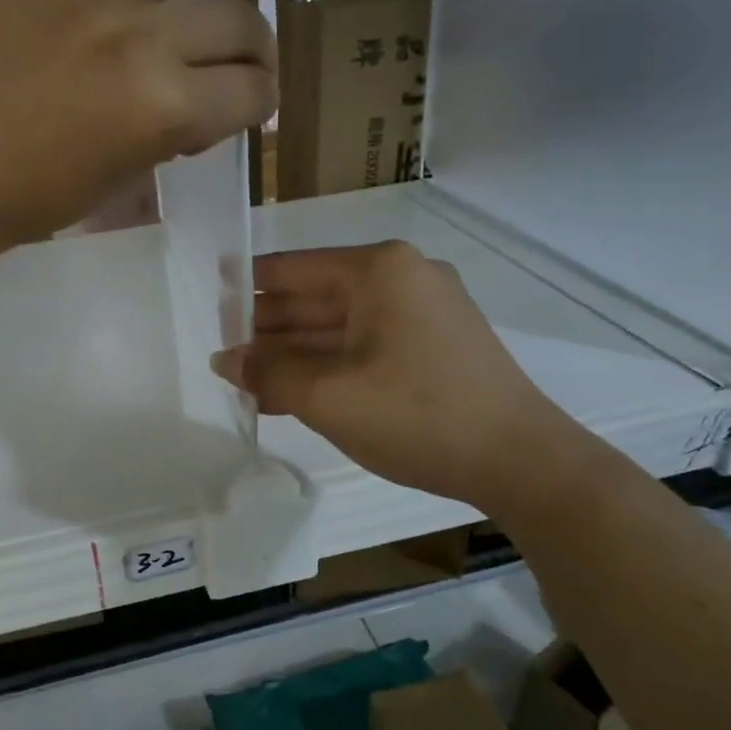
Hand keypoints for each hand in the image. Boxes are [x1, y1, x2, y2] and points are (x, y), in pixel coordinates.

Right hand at [214, 242, 586, 513]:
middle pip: (315, 297)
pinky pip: (364, 347)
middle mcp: (402, 280)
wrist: (520, 461)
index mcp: (379, 271)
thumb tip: (223, 360)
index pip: (293, 268)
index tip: (209, 297)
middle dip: (267, 328)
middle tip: (221, 353)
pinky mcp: (433, 348)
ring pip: (339, 327)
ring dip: (293, 354)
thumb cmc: (417, 416)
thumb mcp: (329, 396)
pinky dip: (327, 367)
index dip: (247, 285)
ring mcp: (422, 314)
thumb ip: (269, 373)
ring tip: (245, 381)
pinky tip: (290, 393)